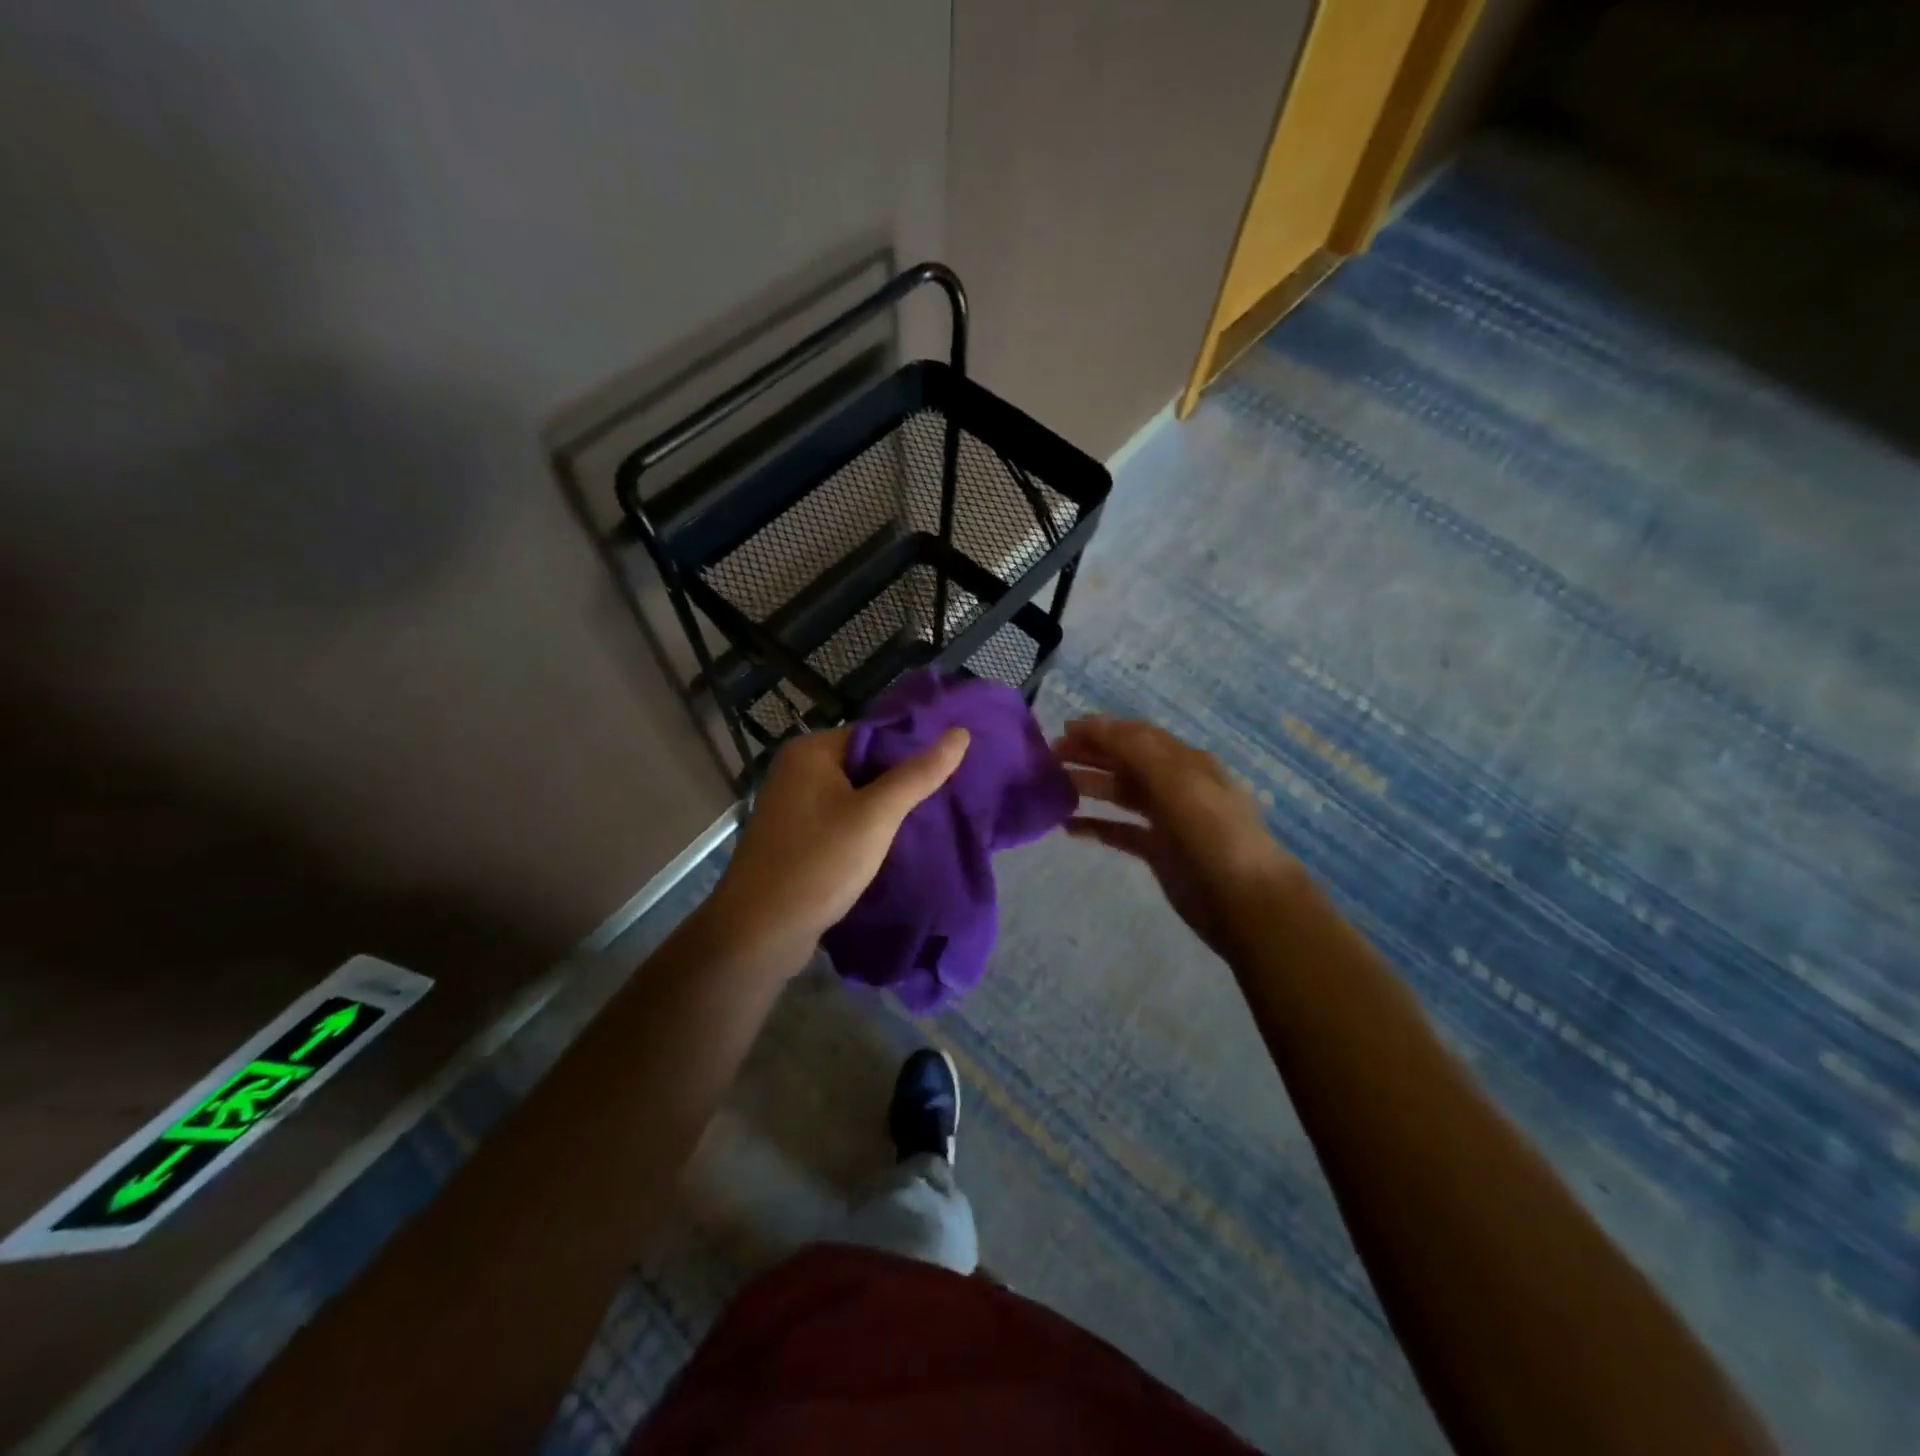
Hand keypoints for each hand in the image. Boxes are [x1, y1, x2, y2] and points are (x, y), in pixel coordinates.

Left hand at [710, 724, 970, 967]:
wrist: (760, 932)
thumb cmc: (819, 863)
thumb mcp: (876, 816)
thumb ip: (918, 774)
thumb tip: (960, 732)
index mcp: (811, 751)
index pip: (874, 734)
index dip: (913, 749)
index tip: (951, 767)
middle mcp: (797, 770)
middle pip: (865, 763)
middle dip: (902, 781)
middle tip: (947, 796)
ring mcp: (793, 806)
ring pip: (854, 795)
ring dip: (886, 808)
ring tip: (930, 819)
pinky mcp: (795, 837)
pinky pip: (841, 820)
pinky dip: (866, 829)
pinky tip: (895, 844)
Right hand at [1056, 716, 1297, 958]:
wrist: (1245, 899)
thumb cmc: (1212, 833)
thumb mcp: (1176, 780)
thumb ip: (1134, 749)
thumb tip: (1094, 723)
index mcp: (1185, 762)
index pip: (1137, 736)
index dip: (1102, 730)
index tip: (1063, 730)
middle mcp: (1175, 785)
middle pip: (1126, 762)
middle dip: (1090, 754)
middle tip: (1050, 756)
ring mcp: (1167, 820)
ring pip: (1121, 795)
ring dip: (1090, 786)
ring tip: (1053, 785)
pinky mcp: (1159, 852)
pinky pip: (1120, 831)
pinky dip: (1096, 826)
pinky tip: (1069, 827)